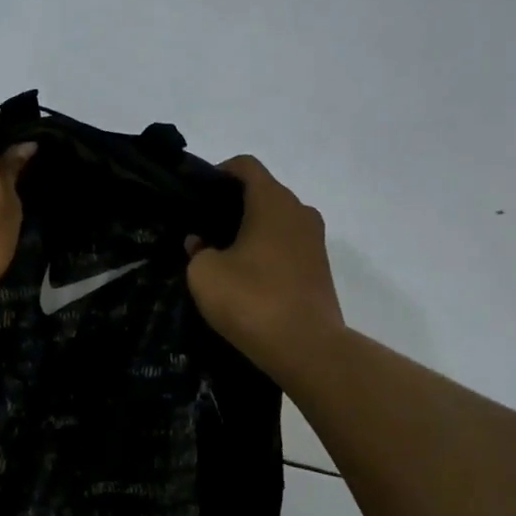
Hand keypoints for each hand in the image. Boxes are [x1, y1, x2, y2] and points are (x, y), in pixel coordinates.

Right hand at [185, 155, 343, 377]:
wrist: (307, 348)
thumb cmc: (252, 298)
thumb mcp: (204, 272)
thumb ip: (197, 249)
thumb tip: (202, 243)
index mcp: (272, 201)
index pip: (245, 166)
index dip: (217, 173)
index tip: (196, 195)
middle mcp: (299, 212)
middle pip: (262, 192)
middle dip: (231, 205)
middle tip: (201, 227)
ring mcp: (315, 241)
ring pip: (275, 221)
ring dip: (249, 230)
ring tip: (220, 254)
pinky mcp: (319, 269)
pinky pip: (286, 246)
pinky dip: (265, 251)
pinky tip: (243, 276)